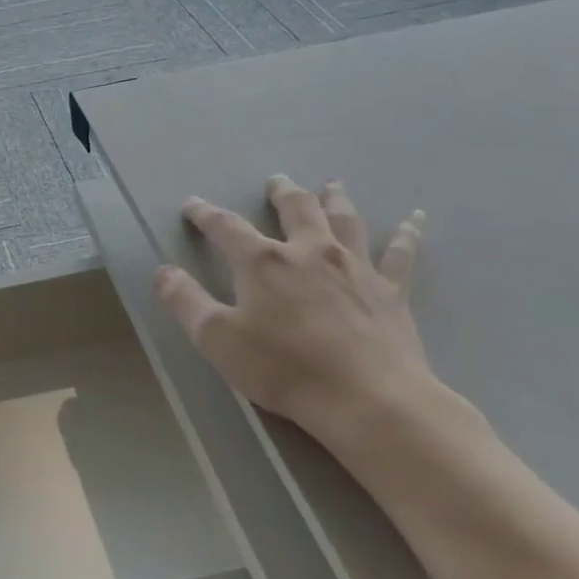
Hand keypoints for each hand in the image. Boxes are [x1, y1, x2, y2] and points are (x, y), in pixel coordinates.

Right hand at [154, 176, 432, 441]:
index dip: (205, 214)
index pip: (226, 228)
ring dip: (335, 199)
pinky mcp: (390, 291)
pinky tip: (415, 219)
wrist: (367, 397)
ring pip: (345, 220)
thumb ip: (186, 301)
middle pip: (296, 209)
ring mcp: (356, 267)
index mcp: (264, 262)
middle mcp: (310, 251)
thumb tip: (163, 271)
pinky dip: (407, 234)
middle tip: (275, 181)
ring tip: (332, 185)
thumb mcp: (216, 338)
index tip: (192, 205)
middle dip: (281, 193)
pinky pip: (400, 253)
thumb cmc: (283, 368)